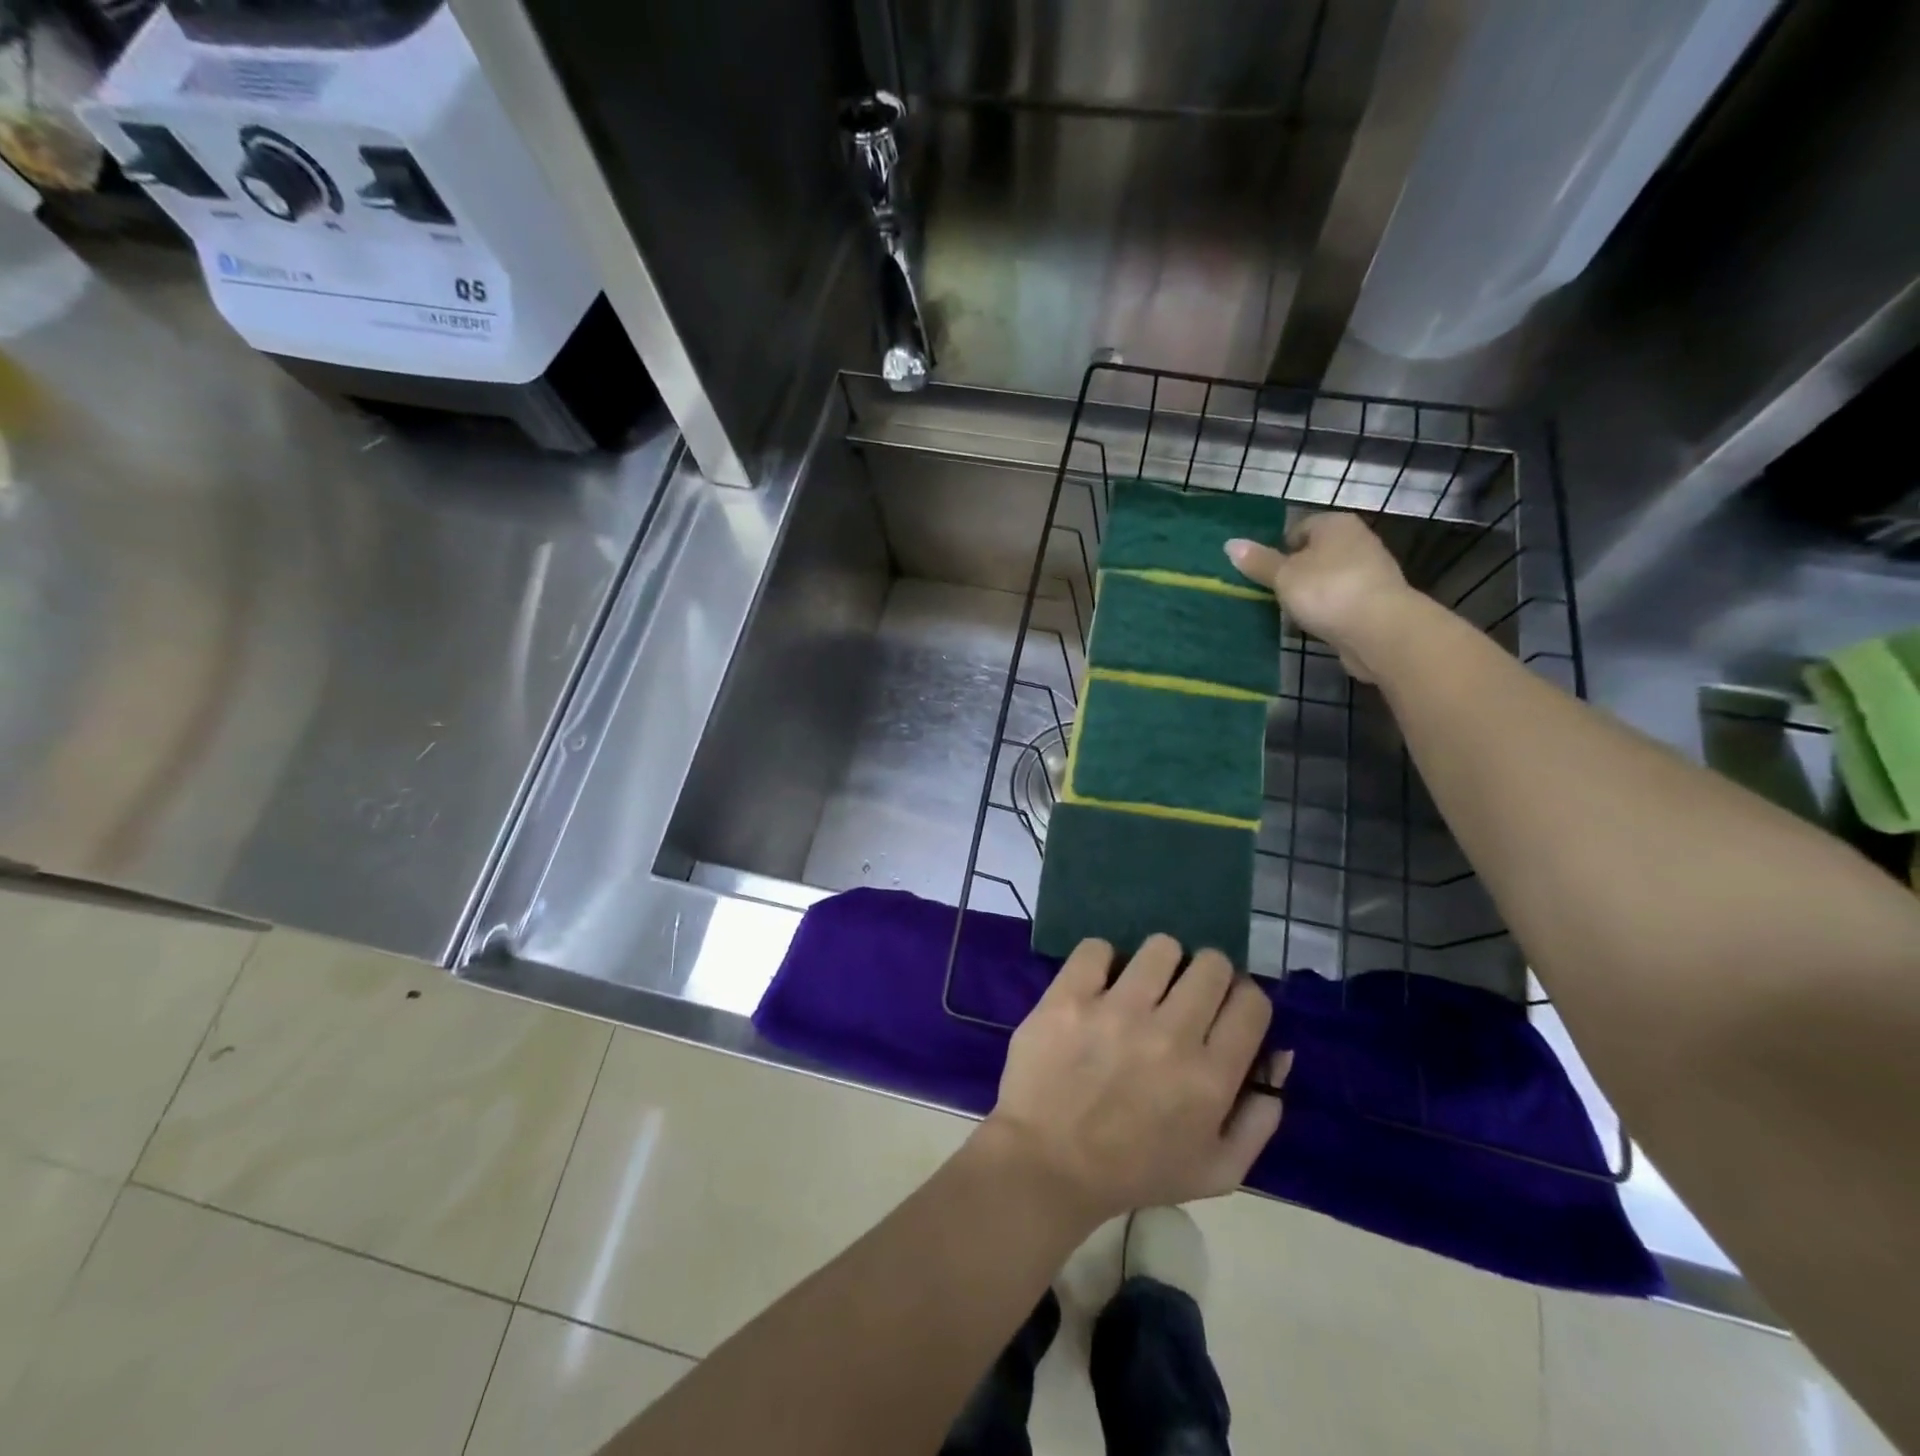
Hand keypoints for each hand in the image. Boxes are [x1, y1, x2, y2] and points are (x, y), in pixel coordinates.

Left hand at [981, 935, 1291, 1225]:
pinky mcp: (1069, 997)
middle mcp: (1170, 1036)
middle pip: (1211, 964)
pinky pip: (1097, 948)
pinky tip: (1097, 985)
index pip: (1251, 1002)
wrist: (1047, 1165)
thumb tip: (1279, 1055)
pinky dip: (1101, 961)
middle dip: (1206, 975)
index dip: (1242, 998)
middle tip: (1183, 996)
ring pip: (1160, 948)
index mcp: (1211, 1078)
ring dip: (1158, 964)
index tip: (1224, 1007)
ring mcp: (1117, 1011)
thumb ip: (1259, 1117)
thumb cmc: (1134, 1172)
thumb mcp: (1217, 1170)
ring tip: (1140, 987)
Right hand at [1226, 513, 1417, 682]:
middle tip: (1275, 594)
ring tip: (1293, 613)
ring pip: (1330, 578)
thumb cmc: (1327, 590)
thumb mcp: (1284, 576)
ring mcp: (1371, 571)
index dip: (1280, 549)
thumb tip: (1230, 544)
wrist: (1380, 629)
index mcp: (1335, 524)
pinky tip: (1317, 625)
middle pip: (1316, 553)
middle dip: (1297, 572)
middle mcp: (1358, 540)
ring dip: (1313, 593)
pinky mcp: (1377, 600)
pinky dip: (1329, 610)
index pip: (1300, 528)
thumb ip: (1258, 562)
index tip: (1267, 574)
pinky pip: (1343, 600)